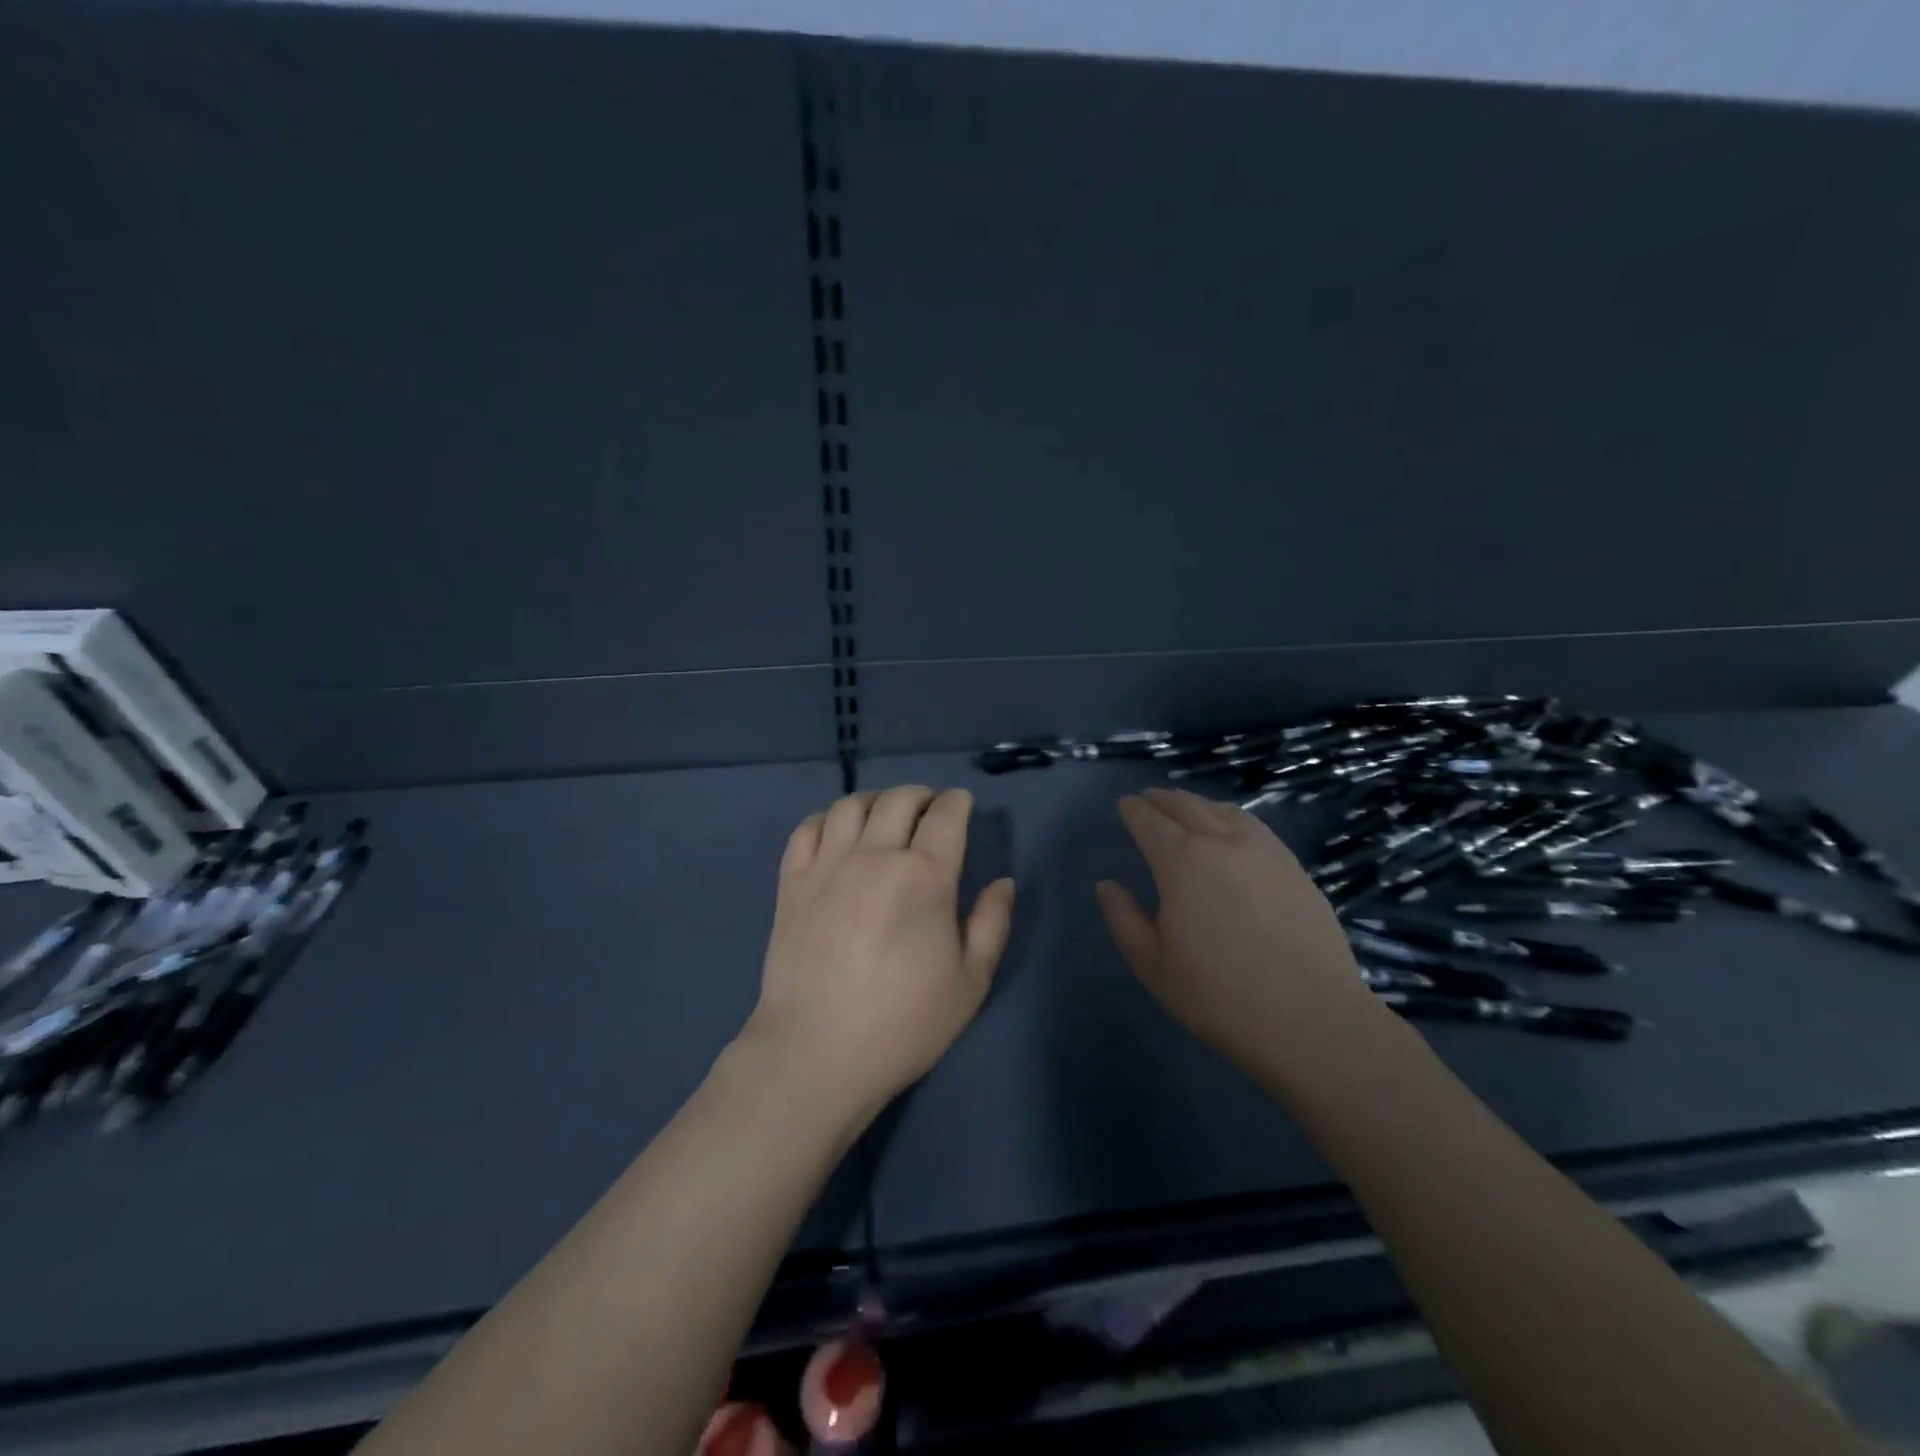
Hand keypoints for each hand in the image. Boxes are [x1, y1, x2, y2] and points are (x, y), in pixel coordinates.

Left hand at [742, 786, 1015, 1126]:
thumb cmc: (904, 1022)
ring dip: (876, 800)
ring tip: (884, 817)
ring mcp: (828, 865)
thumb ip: (992, 924)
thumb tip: (1002, 883)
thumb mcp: (970, 982)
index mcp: (925, 875)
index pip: (946, 815)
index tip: (962, 805)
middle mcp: (875, 855)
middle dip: (922, 795)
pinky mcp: (792, 883)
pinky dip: (827, 820)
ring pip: (851, 805)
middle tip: (930, 810)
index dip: (958, 802)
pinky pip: (807, 829)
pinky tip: (838, 834)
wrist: (817, 1051)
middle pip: (899, 799)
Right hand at [1096, 788, 1390, 1086]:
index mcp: (1181, 861)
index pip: (1149, 821)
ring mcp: (1265, 851)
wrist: (1311, 1019)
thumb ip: (1123, 918)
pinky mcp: (1295, 868)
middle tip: (1148, 798)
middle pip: (1186, 805)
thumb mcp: (1151, 964)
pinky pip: (1256, 826)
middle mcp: (1222, 842)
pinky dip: (1232, 817)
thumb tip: (1107, 884)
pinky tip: (1233, 829)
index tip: (1124, 805)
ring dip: (1198, 802)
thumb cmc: (1218, 996)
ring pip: (1224, 810)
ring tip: (1187, 807)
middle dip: (1162, 798)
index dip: (1133, 810)